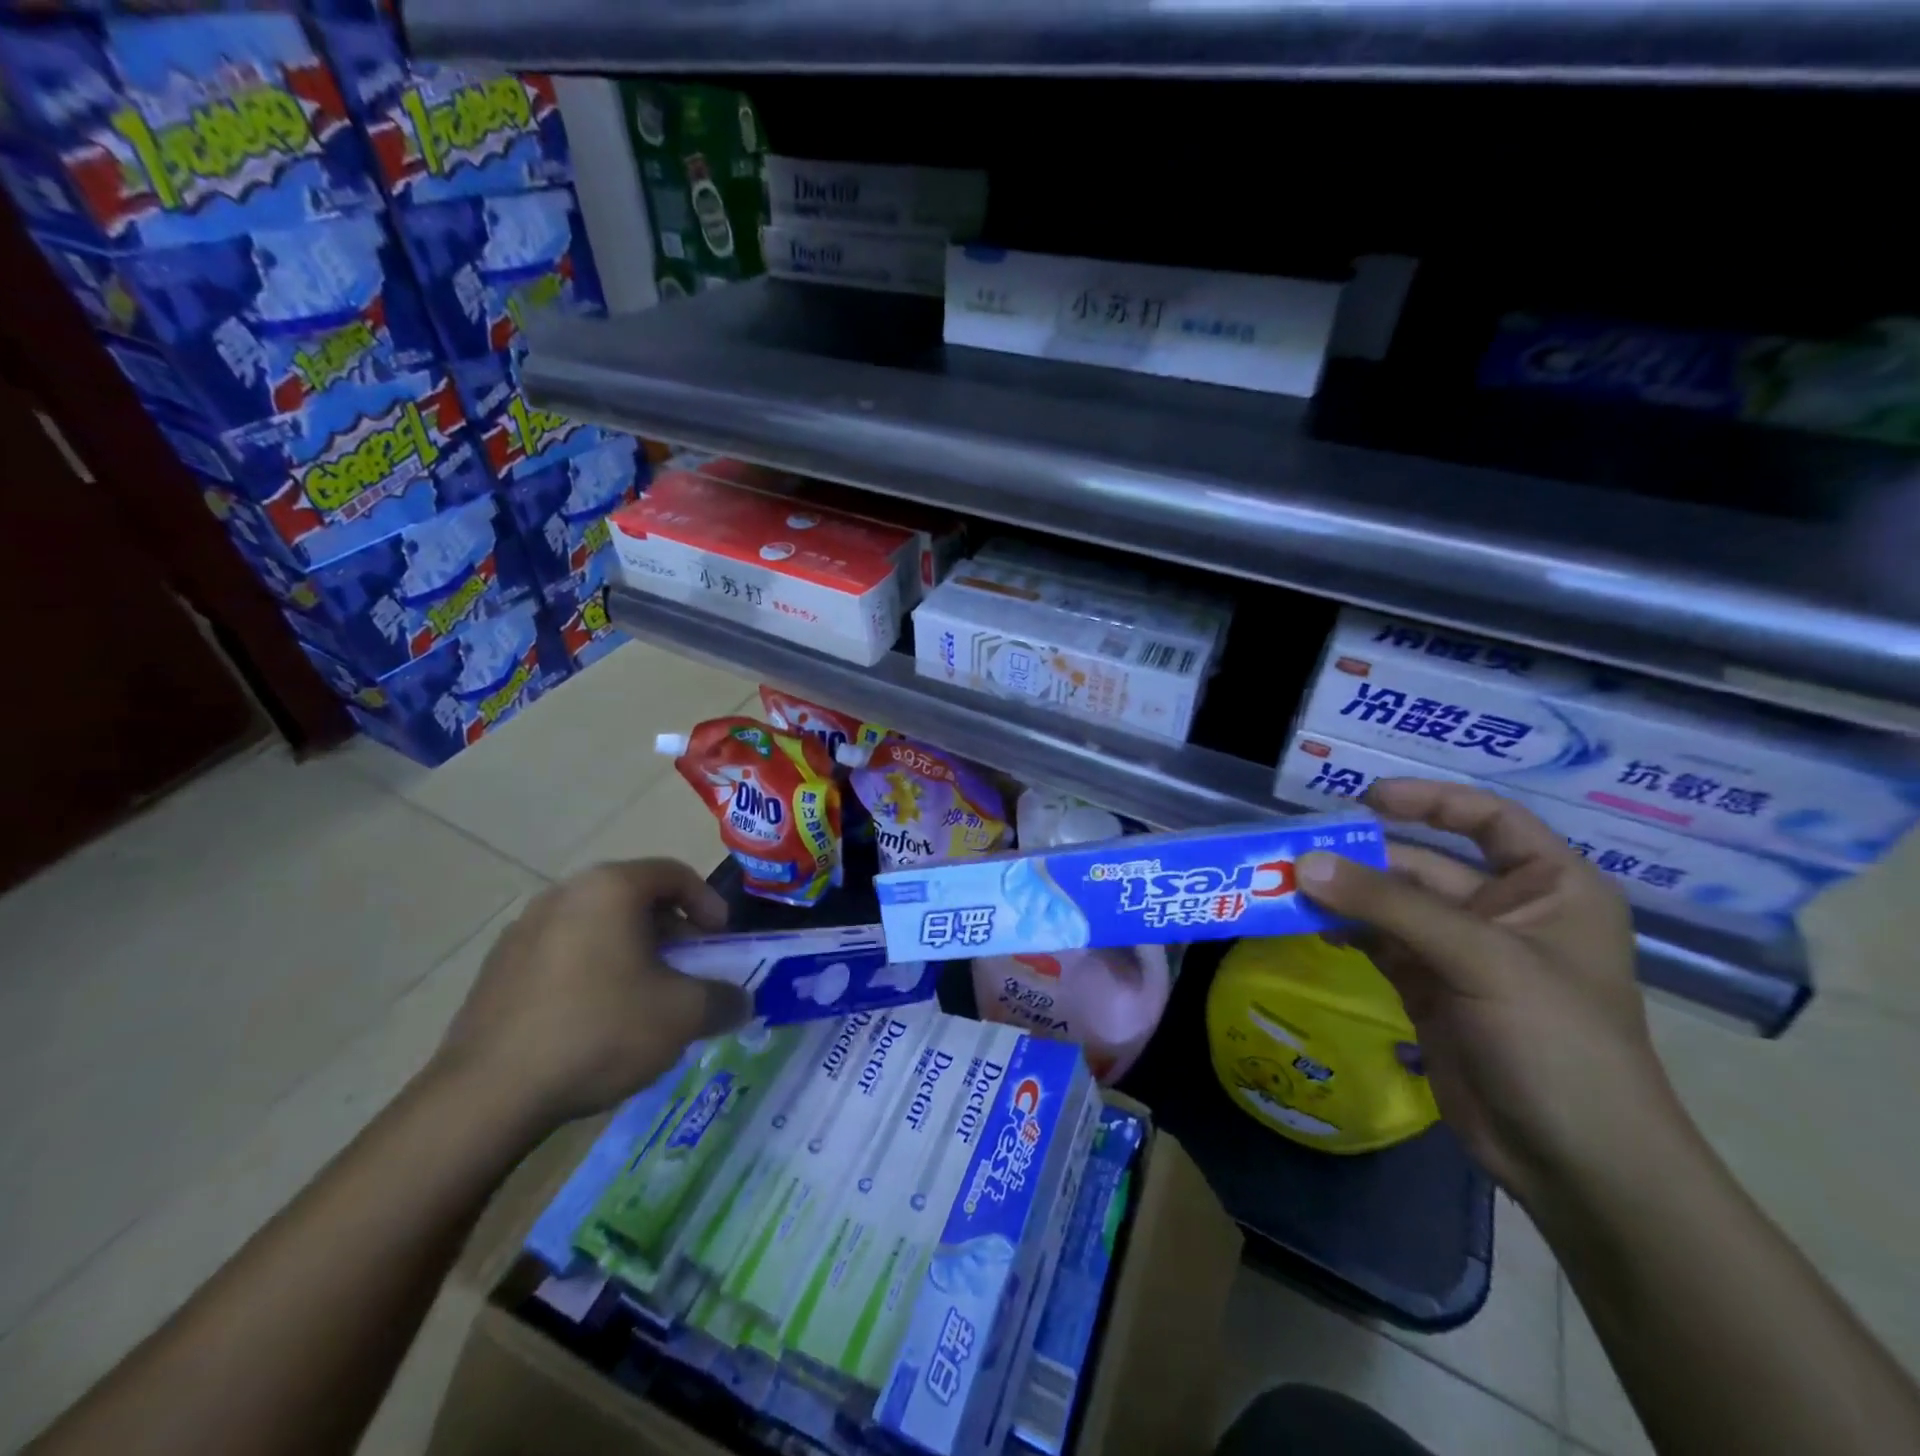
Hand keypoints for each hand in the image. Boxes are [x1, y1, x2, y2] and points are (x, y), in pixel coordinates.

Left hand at [431, 859, 751, 1134]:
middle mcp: (564, 894)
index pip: (673, 873)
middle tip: (688, 969)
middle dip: (671, 931)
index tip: (720, 939)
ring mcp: (523, 930)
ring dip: (631, 951)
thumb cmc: (599, 1031)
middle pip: (634, 898)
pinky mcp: (496, 969)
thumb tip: (741, 1002)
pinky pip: (562, 954)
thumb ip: (724, 999)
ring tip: (644, 997)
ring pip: (596, 926)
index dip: (708, 902)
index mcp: (610, 888)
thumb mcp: (683, 1015)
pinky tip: (595, 1020)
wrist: (487, 1095)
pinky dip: (591, 971)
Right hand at [1297, 779, 1681, 1205]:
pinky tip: (1306, 924)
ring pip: (1390, 905)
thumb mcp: (1481, 960)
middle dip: (1362, 858)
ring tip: (1284, 886)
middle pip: (1423, 864)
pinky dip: (1342, 930)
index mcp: (1550, 888)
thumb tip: (1304, 863)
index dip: (1431, 801)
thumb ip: (1389, 907)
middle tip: (1294, 851)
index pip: (1489, 820)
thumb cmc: (1558, 1044)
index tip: (1367, 798)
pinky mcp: (1428, 988)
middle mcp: (1505, 912)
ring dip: (1342, 896)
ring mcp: (1462, 953)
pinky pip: (1376, 942)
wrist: (1577, 1165)